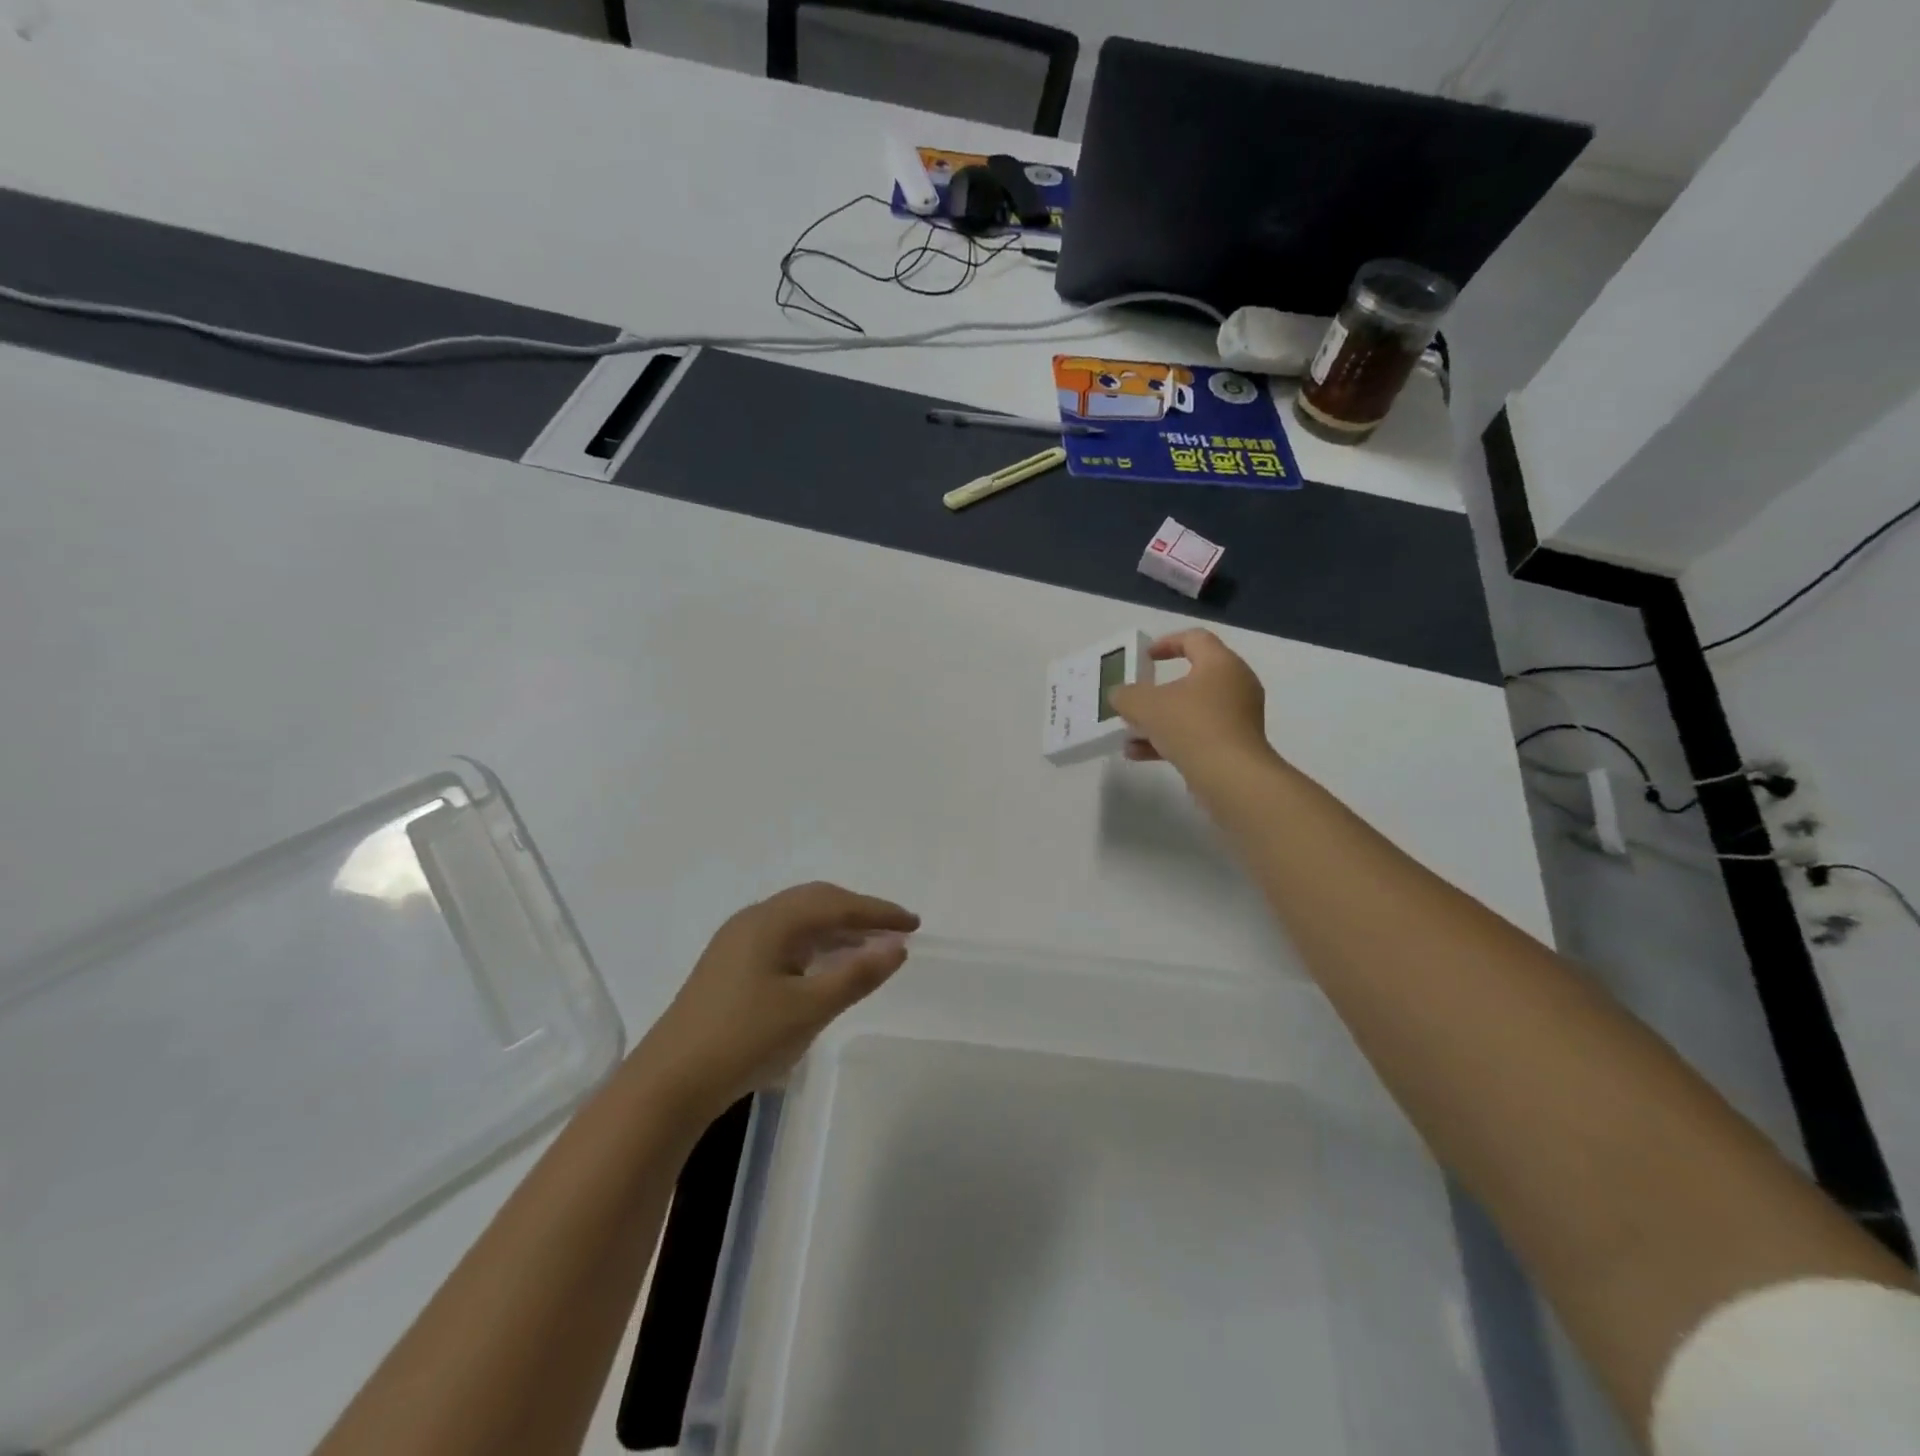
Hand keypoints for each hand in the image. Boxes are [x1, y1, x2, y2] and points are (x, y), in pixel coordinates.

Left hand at [638, 882, 919, 1117]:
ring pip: (798, 921)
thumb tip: (897, 946)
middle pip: (815, 902)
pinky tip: (826, 966)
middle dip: (858, 913)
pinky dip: (814, 945)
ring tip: (869, 947)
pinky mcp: (730, 967)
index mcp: (771, 921)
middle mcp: (753, 920)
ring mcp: (737, 943)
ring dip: (836, 929)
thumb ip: (856, 974)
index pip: (836, 904)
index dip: (878, 912)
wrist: (668, 1084)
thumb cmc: (744, 1039)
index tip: (914, 923)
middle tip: (894, 930)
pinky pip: (784, 939)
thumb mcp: (809, 1008)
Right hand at [1107, 628, 1273, 774]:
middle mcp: (1235, 685)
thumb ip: (1126, 695)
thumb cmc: (1191, 726)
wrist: (1232, 777)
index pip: (1195, 639)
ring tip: (1130, 732)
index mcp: (1220, 664)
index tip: (1144, 656)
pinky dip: (1170, 740)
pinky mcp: (1234, 746)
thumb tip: (1120, 695)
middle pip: (1192, 677)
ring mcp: (1237, 718)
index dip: (1166, 643)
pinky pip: (1197, 735)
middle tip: (1136, 697)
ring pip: (1192, 710)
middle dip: (1158, 690)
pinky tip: (1138, 754)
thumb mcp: (1146, 705)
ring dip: (1159, 719)